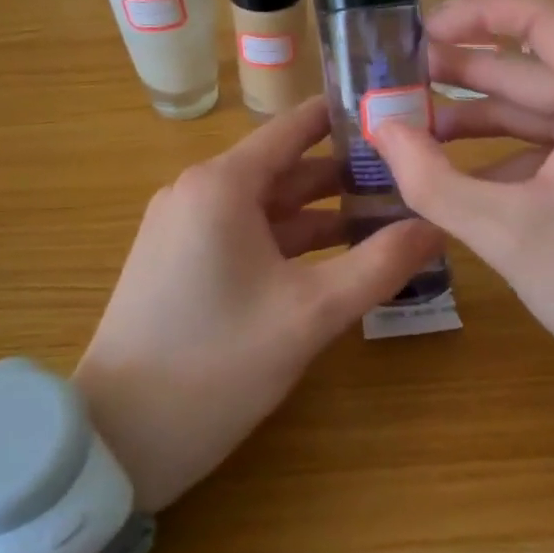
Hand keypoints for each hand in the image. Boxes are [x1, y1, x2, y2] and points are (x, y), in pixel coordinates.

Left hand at [73, 98, 446, 511]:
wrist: (116, 439)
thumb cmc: (216, 364)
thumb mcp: (310, 314)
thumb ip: (379, 265)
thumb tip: (437, 224)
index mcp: (222, 184)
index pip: (295, 126)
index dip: (347, 118)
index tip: (399, 114)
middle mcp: (199, 191)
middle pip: (286, 167)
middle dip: (346, 173)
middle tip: (412, 176)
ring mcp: (185, 227)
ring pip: (268, 205)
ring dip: (323, 212)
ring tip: (388, 216)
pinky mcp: (181, 262)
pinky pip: (247, 234)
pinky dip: (291, 240)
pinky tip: (337, 257)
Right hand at [373, 0, 553, 430]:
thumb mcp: (506, 236)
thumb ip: (433, 179)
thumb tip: (381, 129)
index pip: (539, 16)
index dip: (474, 14)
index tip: (419, 33)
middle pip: (536, 64)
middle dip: (464, 73)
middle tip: (400, 83)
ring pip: (549, 105)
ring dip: (485, 115)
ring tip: (419, 128)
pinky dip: (518, 149)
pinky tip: (469, 173)